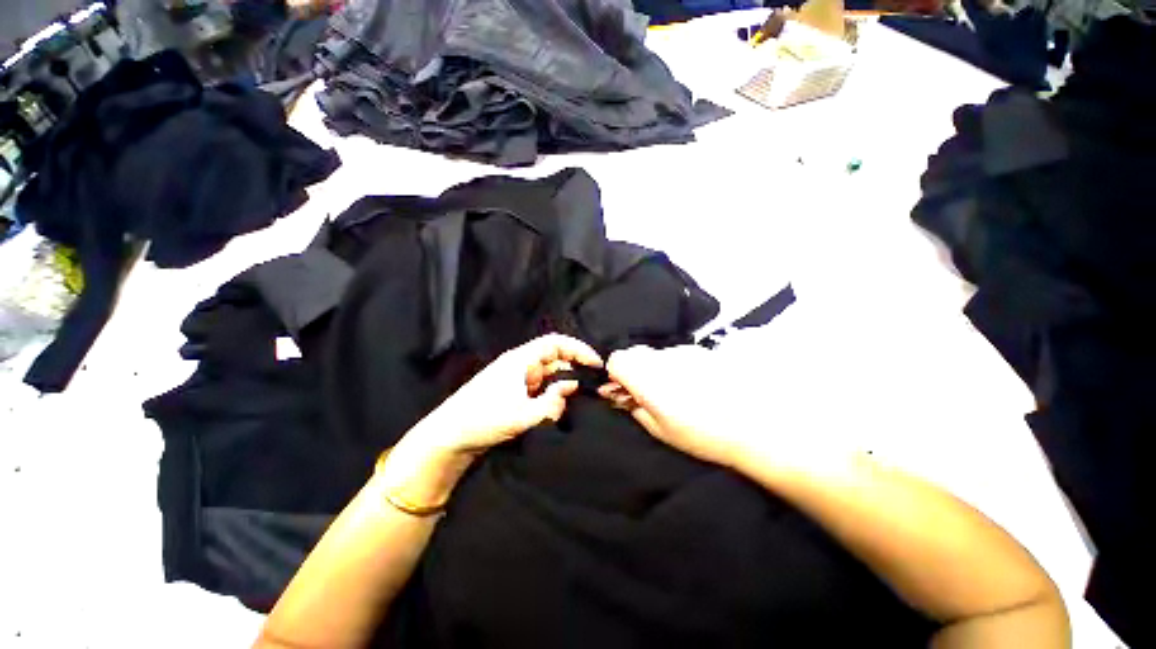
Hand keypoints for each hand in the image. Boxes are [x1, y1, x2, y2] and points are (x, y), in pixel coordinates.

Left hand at [424, 333, 603, 454]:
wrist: (447, 437)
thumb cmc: (482, 419)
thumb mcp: (522, 414)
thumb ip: (552, 402)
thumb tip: (571, 388)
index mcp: (521, 360)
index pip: (556, 343)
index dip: (578, 349)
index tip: (596, 364)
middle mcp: (520, 365)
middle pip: (554, 359)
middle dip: (571, 372)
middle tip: (585, 390)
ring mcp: (515, 379)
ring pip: (547, 376)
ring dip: (559, 389)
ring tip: (564, 406)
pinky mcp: (512, 393)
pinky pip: (538, 389)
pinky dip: (548, 397)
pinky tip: (550, 412)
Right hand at [600, 345, 752, 469]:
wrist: (754, 425)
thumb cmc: (701, 434)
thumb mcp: (659, 429)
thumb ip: (633, 407)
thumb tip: (615, 394)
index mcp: (647, 378)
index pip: (616, 359)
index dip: (615, 374)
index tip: (624, 390)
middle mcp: (662, 358)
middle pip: (634, 352)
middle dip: (634, 369)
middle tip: (648, 392)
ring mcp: (683, 351)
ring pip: (656, 353)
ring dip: (656, 367)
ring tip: (676, 390)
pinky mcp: (701, 351)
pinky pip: (677, 353)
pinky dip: (676, 365)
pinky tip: (695, 384)